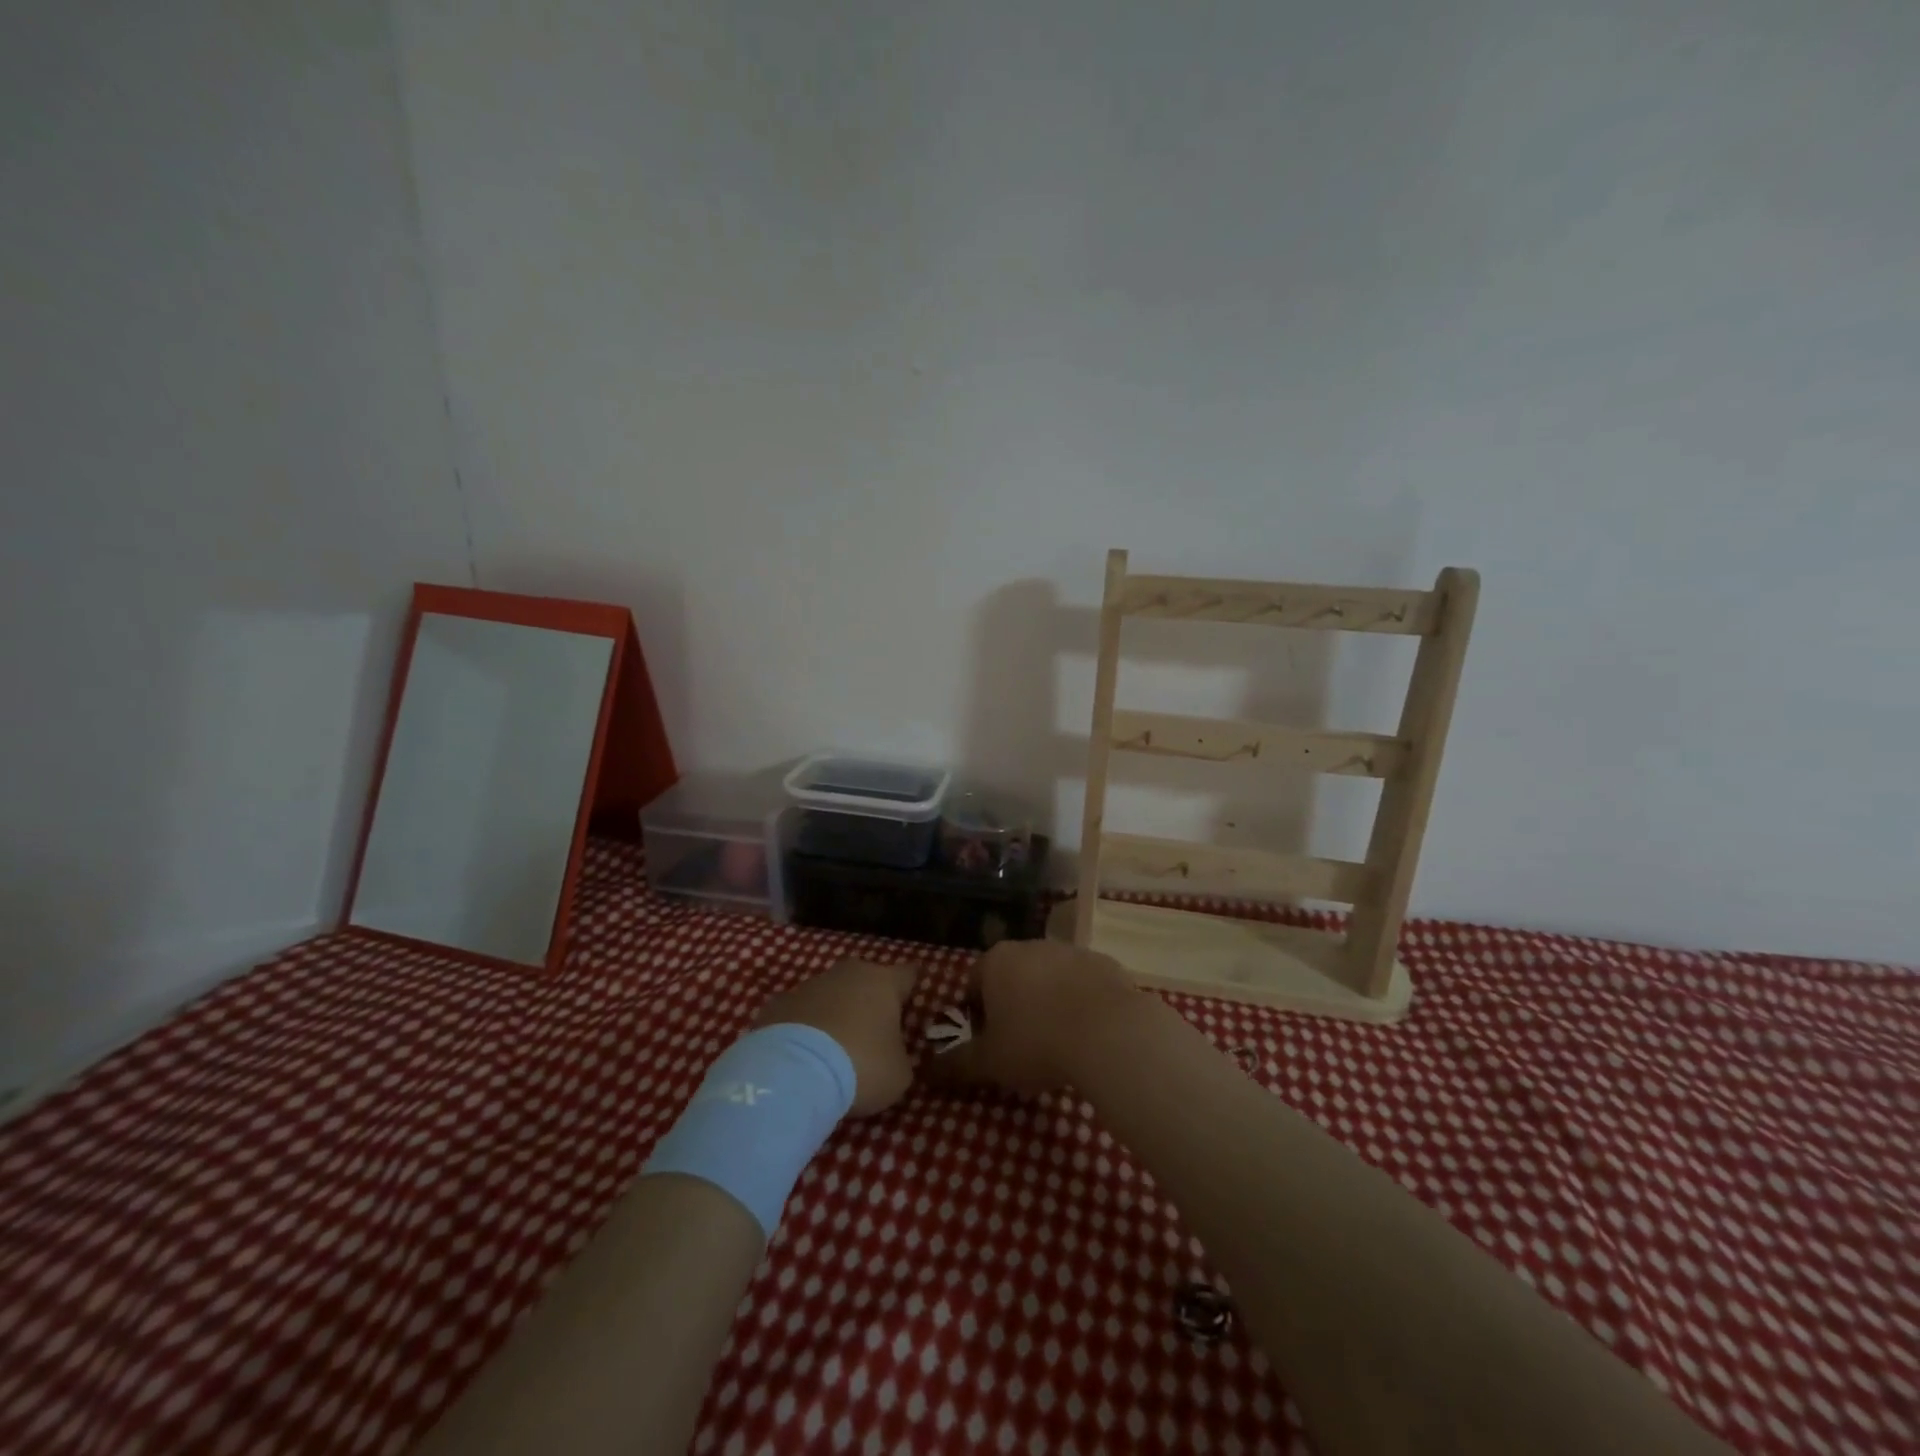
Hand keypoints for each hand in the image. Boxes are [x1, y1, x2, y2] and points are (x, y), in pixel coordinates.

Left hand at [756, 958, 920, 1116]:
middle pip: (865, 979)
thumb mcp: (899, 1073)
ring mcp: (809, 985)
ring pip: (830, 994)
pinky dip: (804, 1028)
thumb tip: (891, 1054)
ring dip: (834, 1013)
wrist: (794, 1073)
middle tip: (871, 1031)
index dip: (911, 989)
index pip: (908, 974)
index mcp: (883, 982)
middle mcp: (848, 973)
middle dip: (868, 1000)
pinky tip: (803, 1055)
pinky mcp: (778, 1004)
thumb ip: (899, 1055)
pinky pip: (800, 1013)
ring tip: (833, 1049)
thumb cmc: (861, 1066)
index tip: (911, 1002)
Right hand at [929, 939, 1145, 1094]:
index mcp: (997, 961)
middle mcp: (1032, 946)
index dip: (975, 1014)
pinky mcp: (1105, 963)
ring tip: (1058, 1044)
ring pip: (1050, 978)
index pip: (974, 982)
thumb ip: (956, 1064)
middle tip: (1020, 1047)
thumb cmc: (1036, 1043)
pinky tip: (1089, 1035)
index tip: (986, 1043)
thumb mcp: (989, 1062)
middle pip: (1012, 976)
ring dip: (1048, 1003)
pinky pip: (1084, 985)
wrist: (1110, 1034)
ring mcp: (1071, 951)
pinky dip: (1081, 1004)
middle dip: (1012, 1006)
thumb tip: (928, 1073)